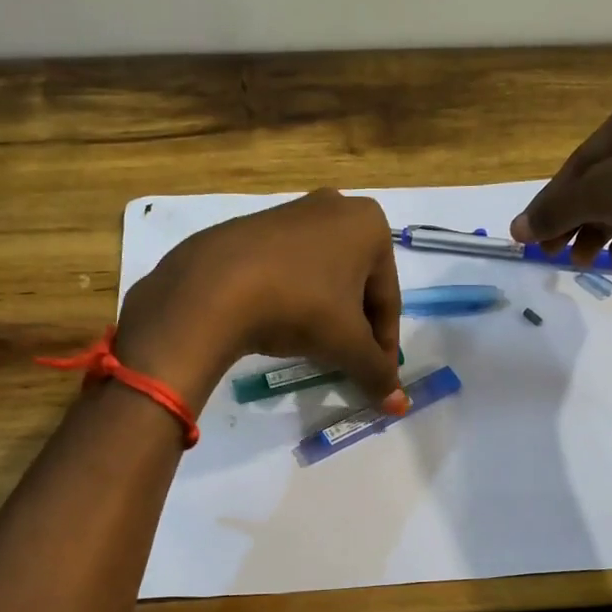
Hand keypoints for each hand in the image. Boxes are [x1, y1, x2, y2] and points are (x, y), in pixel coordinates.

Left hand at [117, 190, 405, 412]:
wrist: (212, 288)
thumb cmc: (299, 306)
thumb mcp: (346, 345)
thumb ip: (376, 372)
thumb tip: (399, 405)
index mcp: (369, 224)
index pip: (388, 299)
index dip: (384, 344)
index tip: (377, 376)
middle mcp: (335, 206)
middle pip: (357, 284)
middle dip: (355, 327)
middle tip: (347, 363)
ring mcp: (290, 212)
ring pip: (322, 276)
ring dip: (325, 313)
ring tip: (314, 348)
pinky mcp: (251, 226)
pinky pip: (288, 269)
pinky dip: (294, 298)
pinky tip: (280, 325)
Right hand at [509, 75, 611, 293]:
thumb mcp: (602, 197)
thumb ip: (554, 210)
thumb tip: (515, 230)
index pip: (583, 158)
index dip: (553, 202)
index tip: (532, 237)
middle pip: (606, 176)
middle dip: (578, 219)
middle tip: (555, 254)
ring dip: (603, 230)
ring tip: (588, 262)